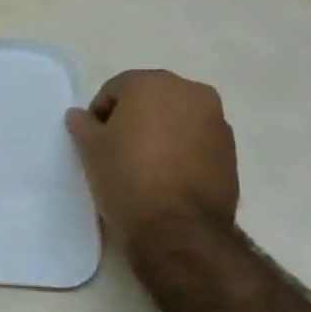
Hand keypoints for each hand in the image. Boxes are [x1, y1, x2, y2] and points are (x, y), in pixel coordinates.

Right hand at [65, 70, 238, 250]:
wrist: (178, 228)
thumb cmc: (127, 177)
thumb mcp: (90, 149)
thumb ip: (83, 124)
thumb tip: (80, 115)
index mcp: (154, 83)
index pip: (115, 89)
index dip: (99, 114)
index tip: (93, 141)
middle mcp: (191, 92)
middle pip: (150, 98)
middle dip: (132, 118)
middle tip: (116, 149)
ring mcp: (216, 121)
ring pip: (176, 119)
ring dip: (159, 133)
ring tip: (143, 165)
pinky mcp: (231, 151)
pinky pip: (196, 140)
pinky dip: (180, 149)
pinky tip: (166, 177)